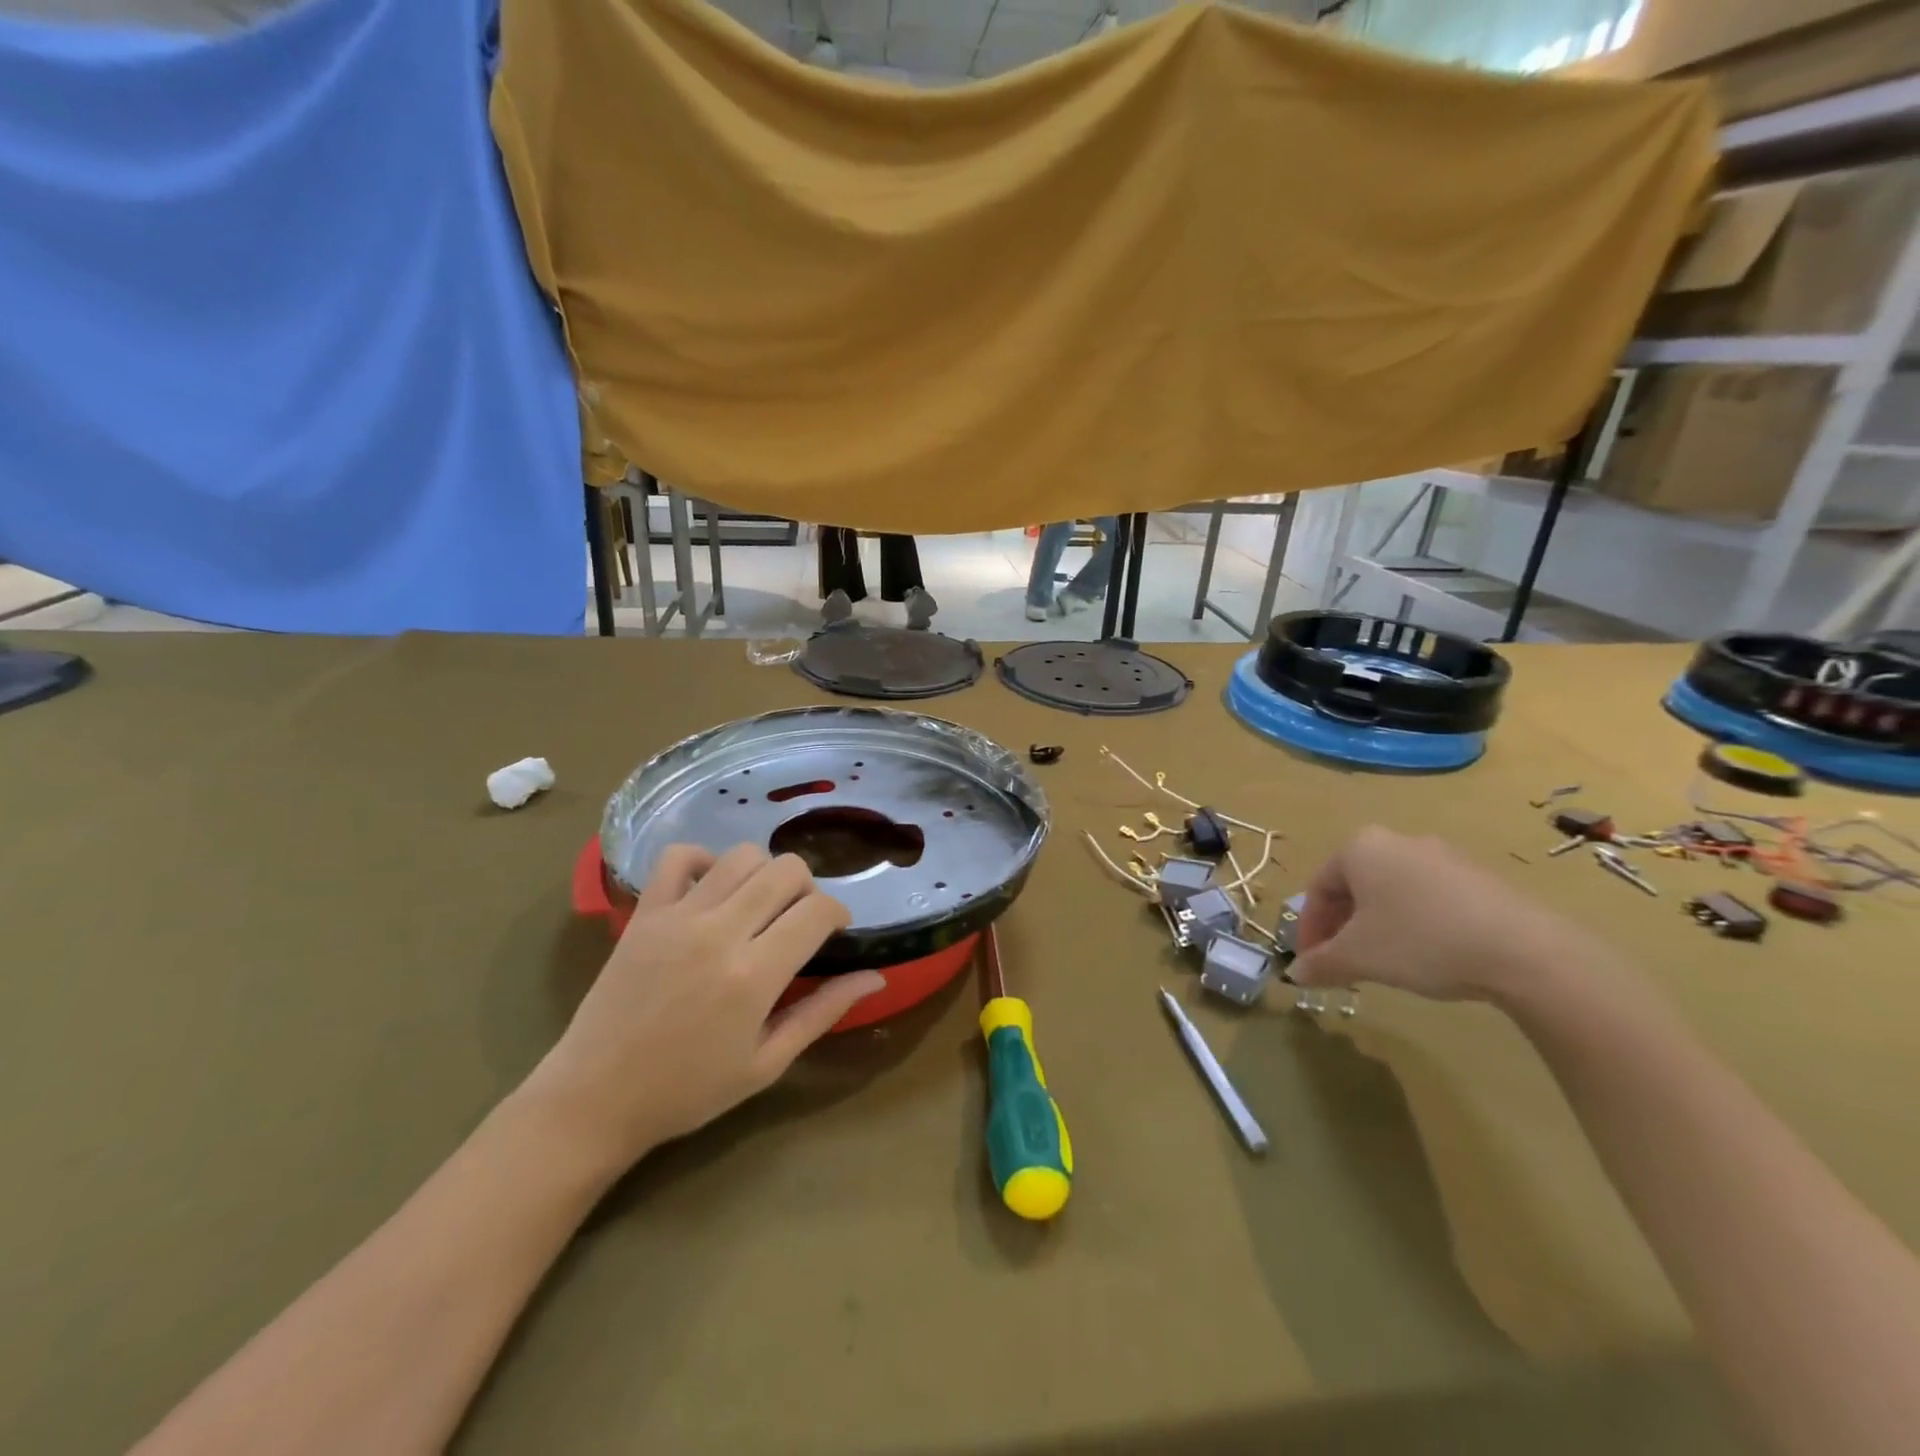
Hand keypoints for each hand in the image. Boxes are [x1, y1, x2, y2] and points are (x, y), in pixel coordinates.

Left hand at [524, 844, 883, 1169]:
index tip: (835, 932)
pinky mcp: (645, 913)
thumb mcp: (766, 1063)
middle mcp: (719, 933)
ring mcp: (678, 917)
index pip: (817, 911)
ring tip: (759, 906)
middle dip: (807, 888)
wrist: (594, 1099)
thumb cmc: (687, 1091)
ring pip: (742, 856)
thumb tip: (875, 977)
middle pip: (786, 870)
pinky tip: (713, 890)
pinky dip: (705, 861)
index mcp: (754, 976)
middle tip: (799, 921)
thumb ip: (822, 1013)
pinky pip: (679, 857)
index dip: (838, 913)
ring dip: (764, 873)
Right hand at [1290, 826, 1587, 1004]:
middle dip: (1342, 927)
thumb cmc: (1421, 941)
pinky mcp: (1478, 877)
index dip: (1309, 930)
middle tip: (1343, 963)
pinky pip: (1428, 898)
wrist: (1526, 952)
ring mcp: (1443, 856)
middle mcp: (1397, 841)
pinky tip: (1426, 955)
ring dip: (1376, 926)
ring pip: (1390, 892)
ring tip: (1383, 963)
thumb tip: (1295, 974)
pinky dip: (1414, 923)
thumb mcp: (1359, 957)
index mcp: (1360, 847)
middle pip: (1353, 887)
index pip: (1318, 889)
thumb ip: (1321, 963)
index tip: (1311, 963)